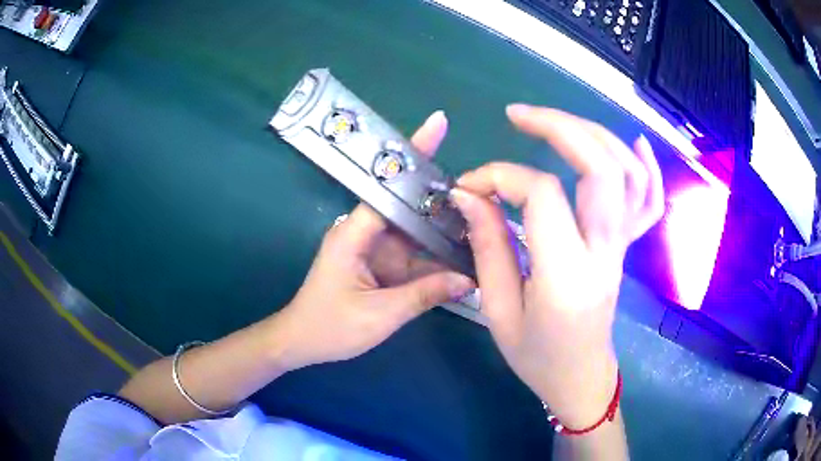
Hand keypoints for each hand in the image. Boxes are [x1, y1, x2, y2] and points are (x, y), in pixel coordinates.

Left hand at [272, 111, 474, 371]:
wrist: (301, 343)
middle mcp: (363, 231)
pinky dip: (434, 252)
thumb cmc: (330, 328)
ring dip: (442, 225)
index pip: (388, 186)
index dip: (414, 155)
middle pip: (406, 202)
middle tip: (480, 184)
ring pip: (413, 228)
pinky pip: (412, 251)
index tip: (438, 124)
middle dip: (440, 192)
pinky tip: (461, 252)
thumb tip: (468, 280)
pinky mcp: (379, 263)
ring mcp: (373, 247)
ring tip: (481, 218)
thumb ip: (424, 295)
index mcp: (354, 233)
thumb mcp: (379, 315)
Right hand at [451, 104, 663, 428]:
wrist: (581, 376)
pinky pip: (650, 202)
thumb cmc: (536, 355)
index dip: (501, 178)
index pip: (542, 195)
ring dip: (595, 135)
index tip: (469, 187)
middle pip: (600, 168)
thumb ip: (487, 247)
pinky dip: (647, 167)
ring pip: (628, 174)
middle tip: (518, 115)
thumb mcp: (498, 311)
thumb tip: (469, 195)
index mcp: (567, 275)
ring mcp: (623, 247)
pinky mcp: (627, 247)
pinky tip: (634, 142)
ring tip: (558, 122)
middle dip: (559, 127)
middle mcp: (605, 252)